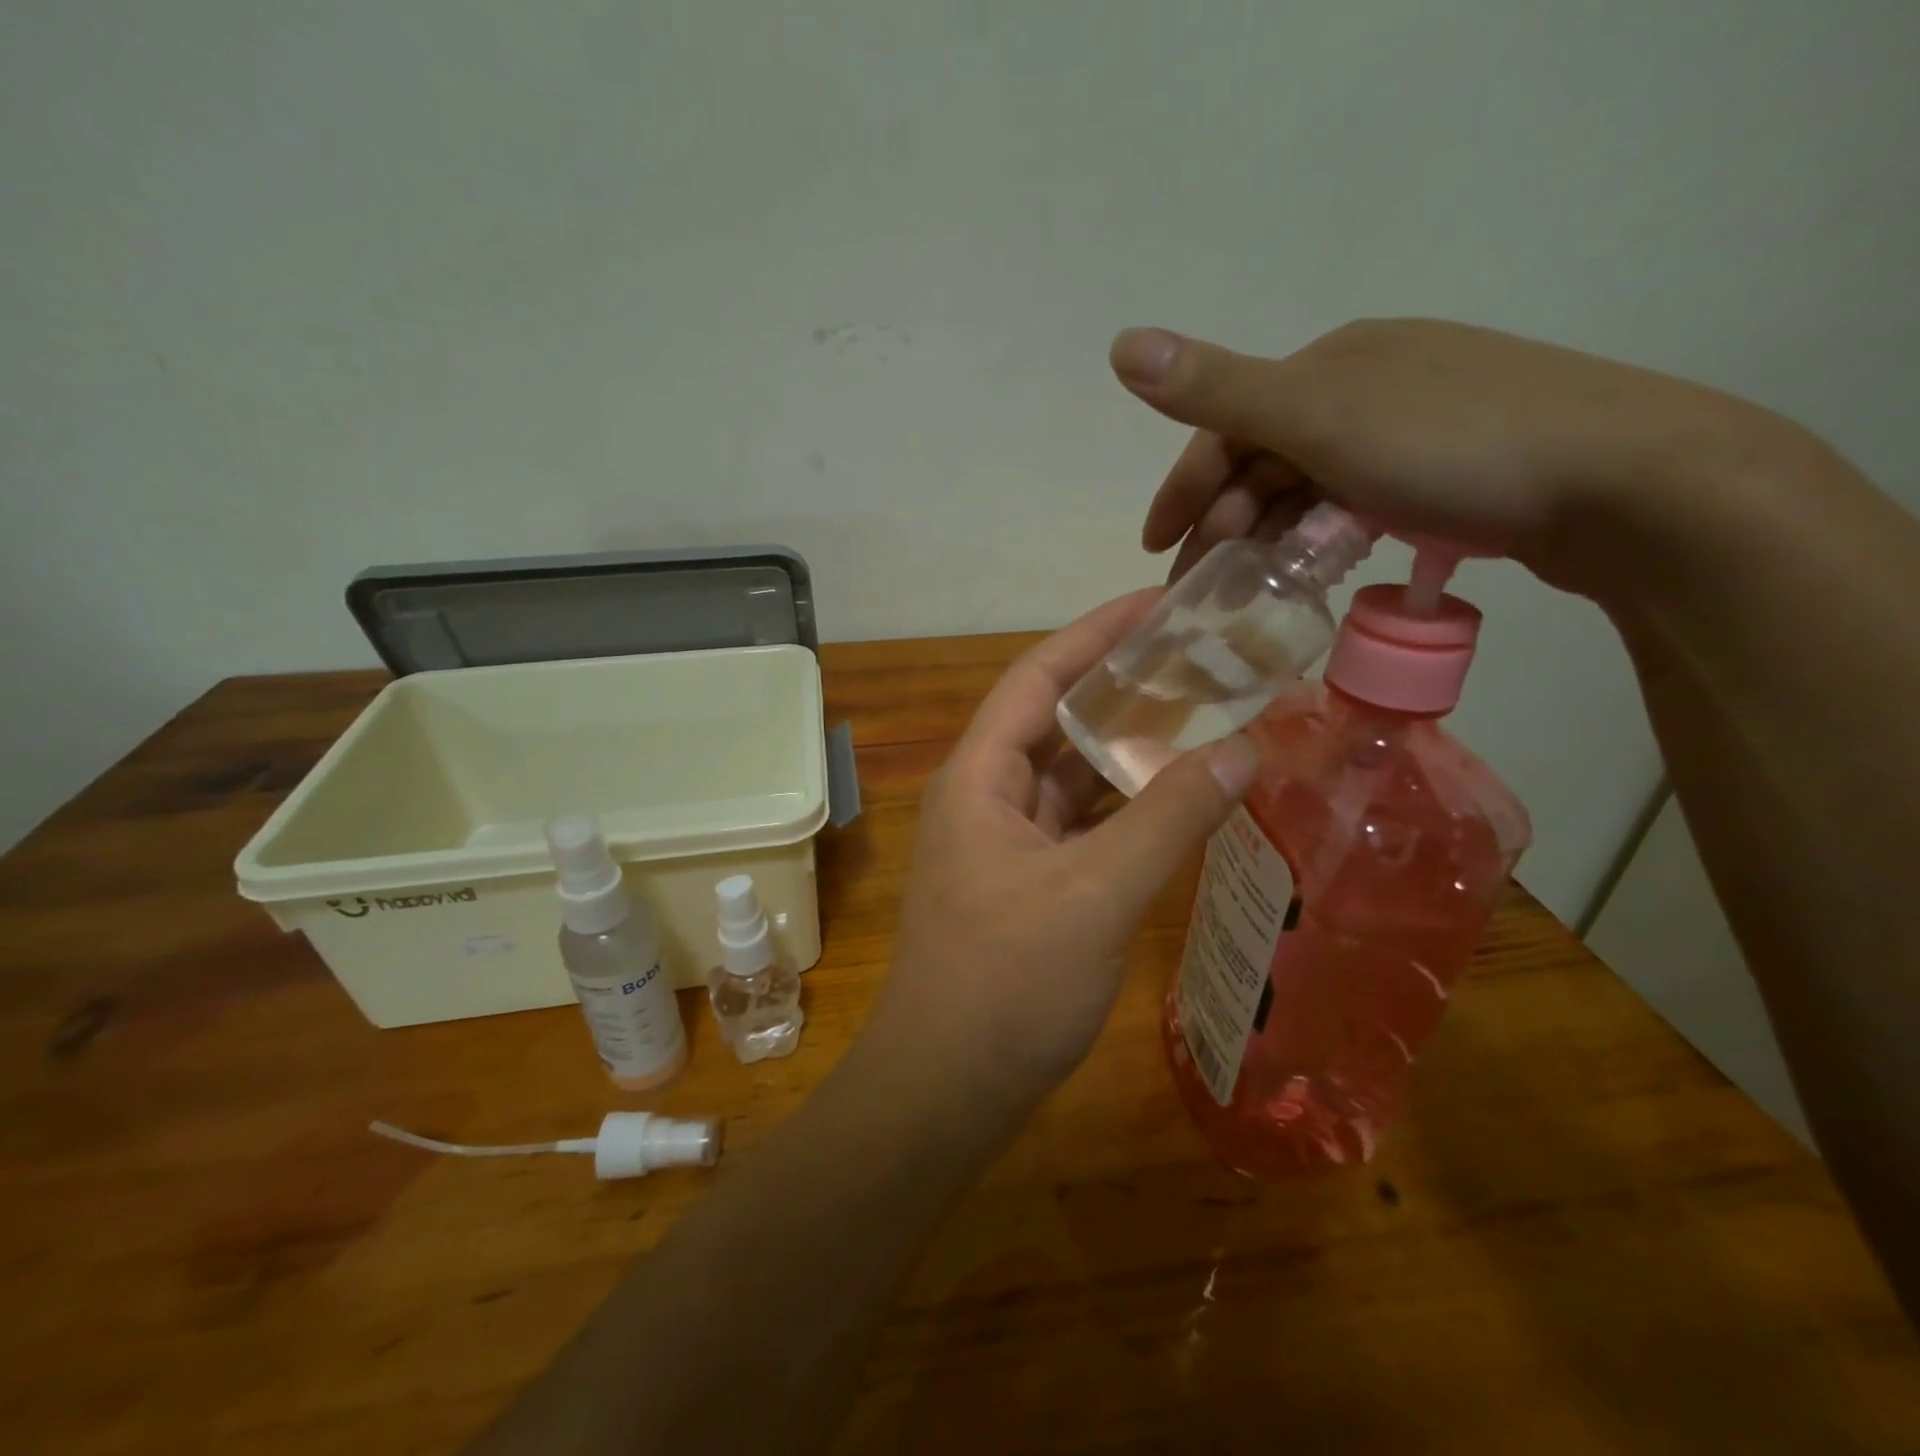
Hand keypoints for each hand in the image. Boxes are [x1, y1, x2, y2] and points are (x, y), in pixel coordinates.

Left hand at [860, 592, 1259, 1119]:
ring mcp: (1003, 842)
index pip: (1039, 677)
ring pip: (1070, 773)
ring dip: (1127, 747)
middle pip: (1056, 719)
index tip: (1161, 602)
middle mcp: (985, 795)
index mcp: (979, 776)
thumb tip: (1244, 748)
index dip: (1097, 633)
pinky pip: (1079, 822)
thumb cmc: (1005, 985)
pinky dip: (1124, 805)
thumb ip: (1169, 818)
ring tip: (1202, 713)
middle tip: (1201, 657)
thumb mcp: (1095, 894)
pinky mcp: (1025, 882)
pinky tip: (1176, 797)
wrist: (945, 1089)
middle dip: (1123, 686)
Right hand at [1110, 318, 1797, 596]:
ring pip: (1309, 486)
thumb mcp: (1320, 419)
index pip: (1228, 426)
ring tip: (1247, 591)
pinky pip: (1353, 502)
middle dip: (1220, 524)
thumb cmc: (1453, 448)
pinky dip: (1319, 536)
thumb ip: (1219, 389)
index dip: (1182, 489)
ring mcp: (1413, 426)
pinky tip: (1316, 568)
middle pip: (1266, 460)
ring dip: (1266, 537)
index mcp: (1331, 364)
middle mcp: (1368, 384)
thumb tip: (1120, 344)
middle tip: (1199, 588)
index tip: (1155, 550)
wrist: (1626, 480)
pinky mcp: (1450, 470)